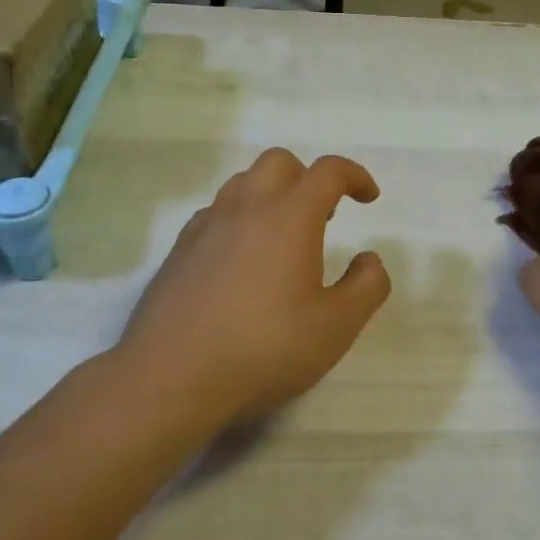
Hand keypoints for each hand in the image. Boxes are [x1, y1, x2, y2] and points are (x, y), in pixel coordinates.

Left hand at [119, 149, 390, 420]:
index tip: (368, 198)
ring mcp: (206, 226)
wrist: (171, 377)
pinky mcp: (179, 249)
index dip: (354, 176)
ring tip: (283, 238)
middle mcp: (246, 208)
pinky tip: (241, 259)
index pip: (328, 172)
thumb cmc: (264, 349)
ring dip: (271, 194)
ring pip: (242, 183)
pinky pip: (215, 212)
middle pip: (279, 162)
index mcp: (289, 218)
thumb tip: (369, 260)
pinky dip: (238, 218)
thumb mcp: (335, 328)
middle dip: (308, 178)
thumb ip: (366, 287)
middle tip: (323, 216)